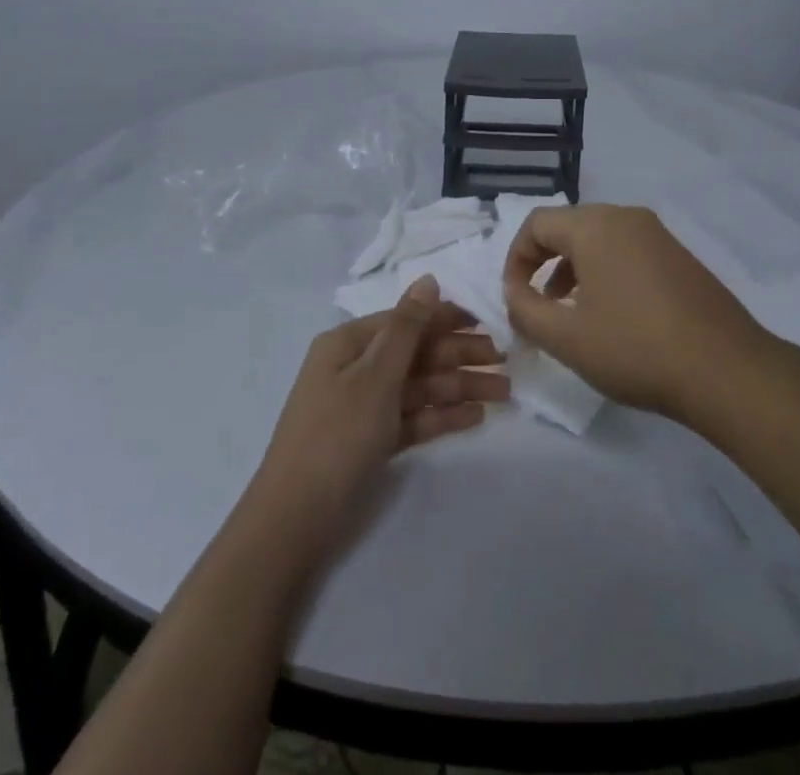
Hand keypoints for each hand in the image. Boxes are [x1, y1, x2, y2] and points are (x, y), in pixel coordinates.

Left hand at [247, 277, 507, 545]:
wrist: (294, 521)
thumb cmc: (336, 435)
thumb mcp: (375, 375)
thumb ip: (407, 328)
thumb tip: (428, 279)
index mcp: (348, 344)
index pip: (405, 320)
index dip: (445, 319)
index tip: (487, 323)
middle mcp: (355, 369)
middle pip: (416, 354)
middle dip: (460, 356)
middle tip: (505, 362)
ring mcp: (363, 407)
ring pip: (419, 387)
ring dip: (459, 387)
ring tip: (503, 393)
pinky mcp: (371, 441)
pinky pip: (413, 418)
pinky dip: (441, 416)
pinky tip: (475, 417)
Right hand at [502, 204, 770, 423]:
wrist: (727, 370)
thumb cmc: (636, 349)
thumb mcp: (567, 338)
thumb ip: (526, 311)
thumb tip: (514, 292)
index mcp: (596, 226)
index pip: (536, 223)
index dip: (515, 259)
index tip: (515, 299)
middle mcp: (626, 217)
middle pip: (568, 226)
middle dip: (543, 263)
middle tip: (539, 306)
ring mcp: (658, 235)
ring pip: (598, 238)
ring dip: (573, 269)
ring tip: (570, 312)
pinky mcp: (679, 256)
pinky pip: (626, 250)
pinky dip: (604, 272)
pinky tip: (612, 314)